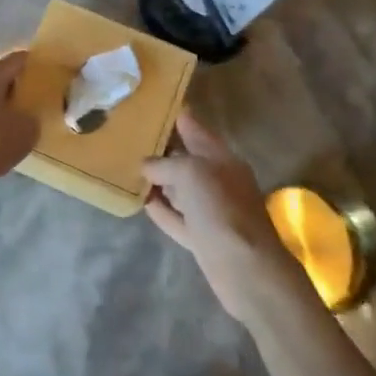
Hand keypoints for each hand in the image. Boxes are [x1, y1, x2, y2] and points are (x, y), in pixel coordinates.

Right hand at [142, 111, 294, 321]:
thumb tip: (146, 167)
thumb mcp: (190, 173)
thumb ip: (165, 164)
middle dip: (162, 149)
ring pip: (179, 187)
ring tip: (129, 168)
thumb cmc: (221, 210)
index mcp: (221, 158)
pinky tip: (141, 201)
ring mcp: (210, 209)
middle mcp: (217, 179)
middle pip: (186, 158)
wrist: (246, 269)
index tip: (151, 106)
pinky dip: (160, 208)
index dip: (175, 116)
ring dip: (158, 180)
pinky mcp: (201, 235)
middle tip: (131, 137)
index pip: (195, 128)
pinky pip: (175, 215)